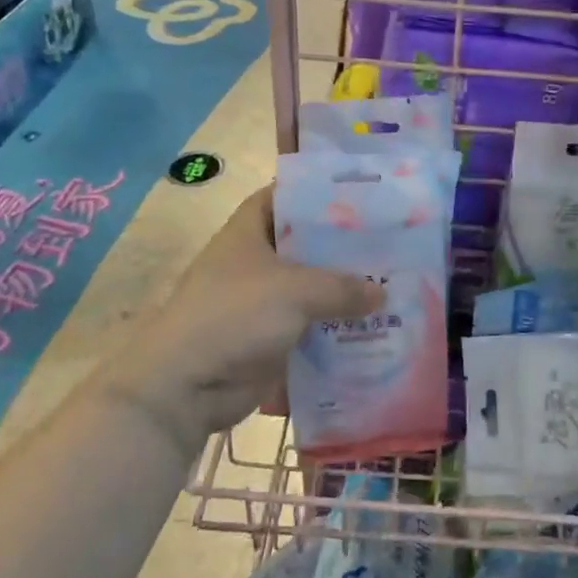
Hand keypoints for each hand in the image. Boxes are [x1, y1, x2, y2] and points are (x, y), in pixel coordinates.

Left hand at [125, 188, 381, 443]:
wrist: (186, 385)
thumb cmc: (235, 315)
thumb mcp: (296, 290)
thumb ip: (343, 288)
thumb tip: (382, 295)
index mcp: (248, 232)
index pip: (283, 196)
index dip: (316, 192)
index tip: (358, 195)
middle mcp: (253, 262)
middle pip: (304, 245)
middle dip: (342, 247)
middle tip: (389, 243)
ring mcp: (260, 302)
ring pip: (310, 289)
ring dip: (343, 292)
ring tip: (391, 286)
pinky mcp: (268, 338)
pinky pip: (309, 326)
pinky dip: (334, 329)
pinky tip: (371, 328)